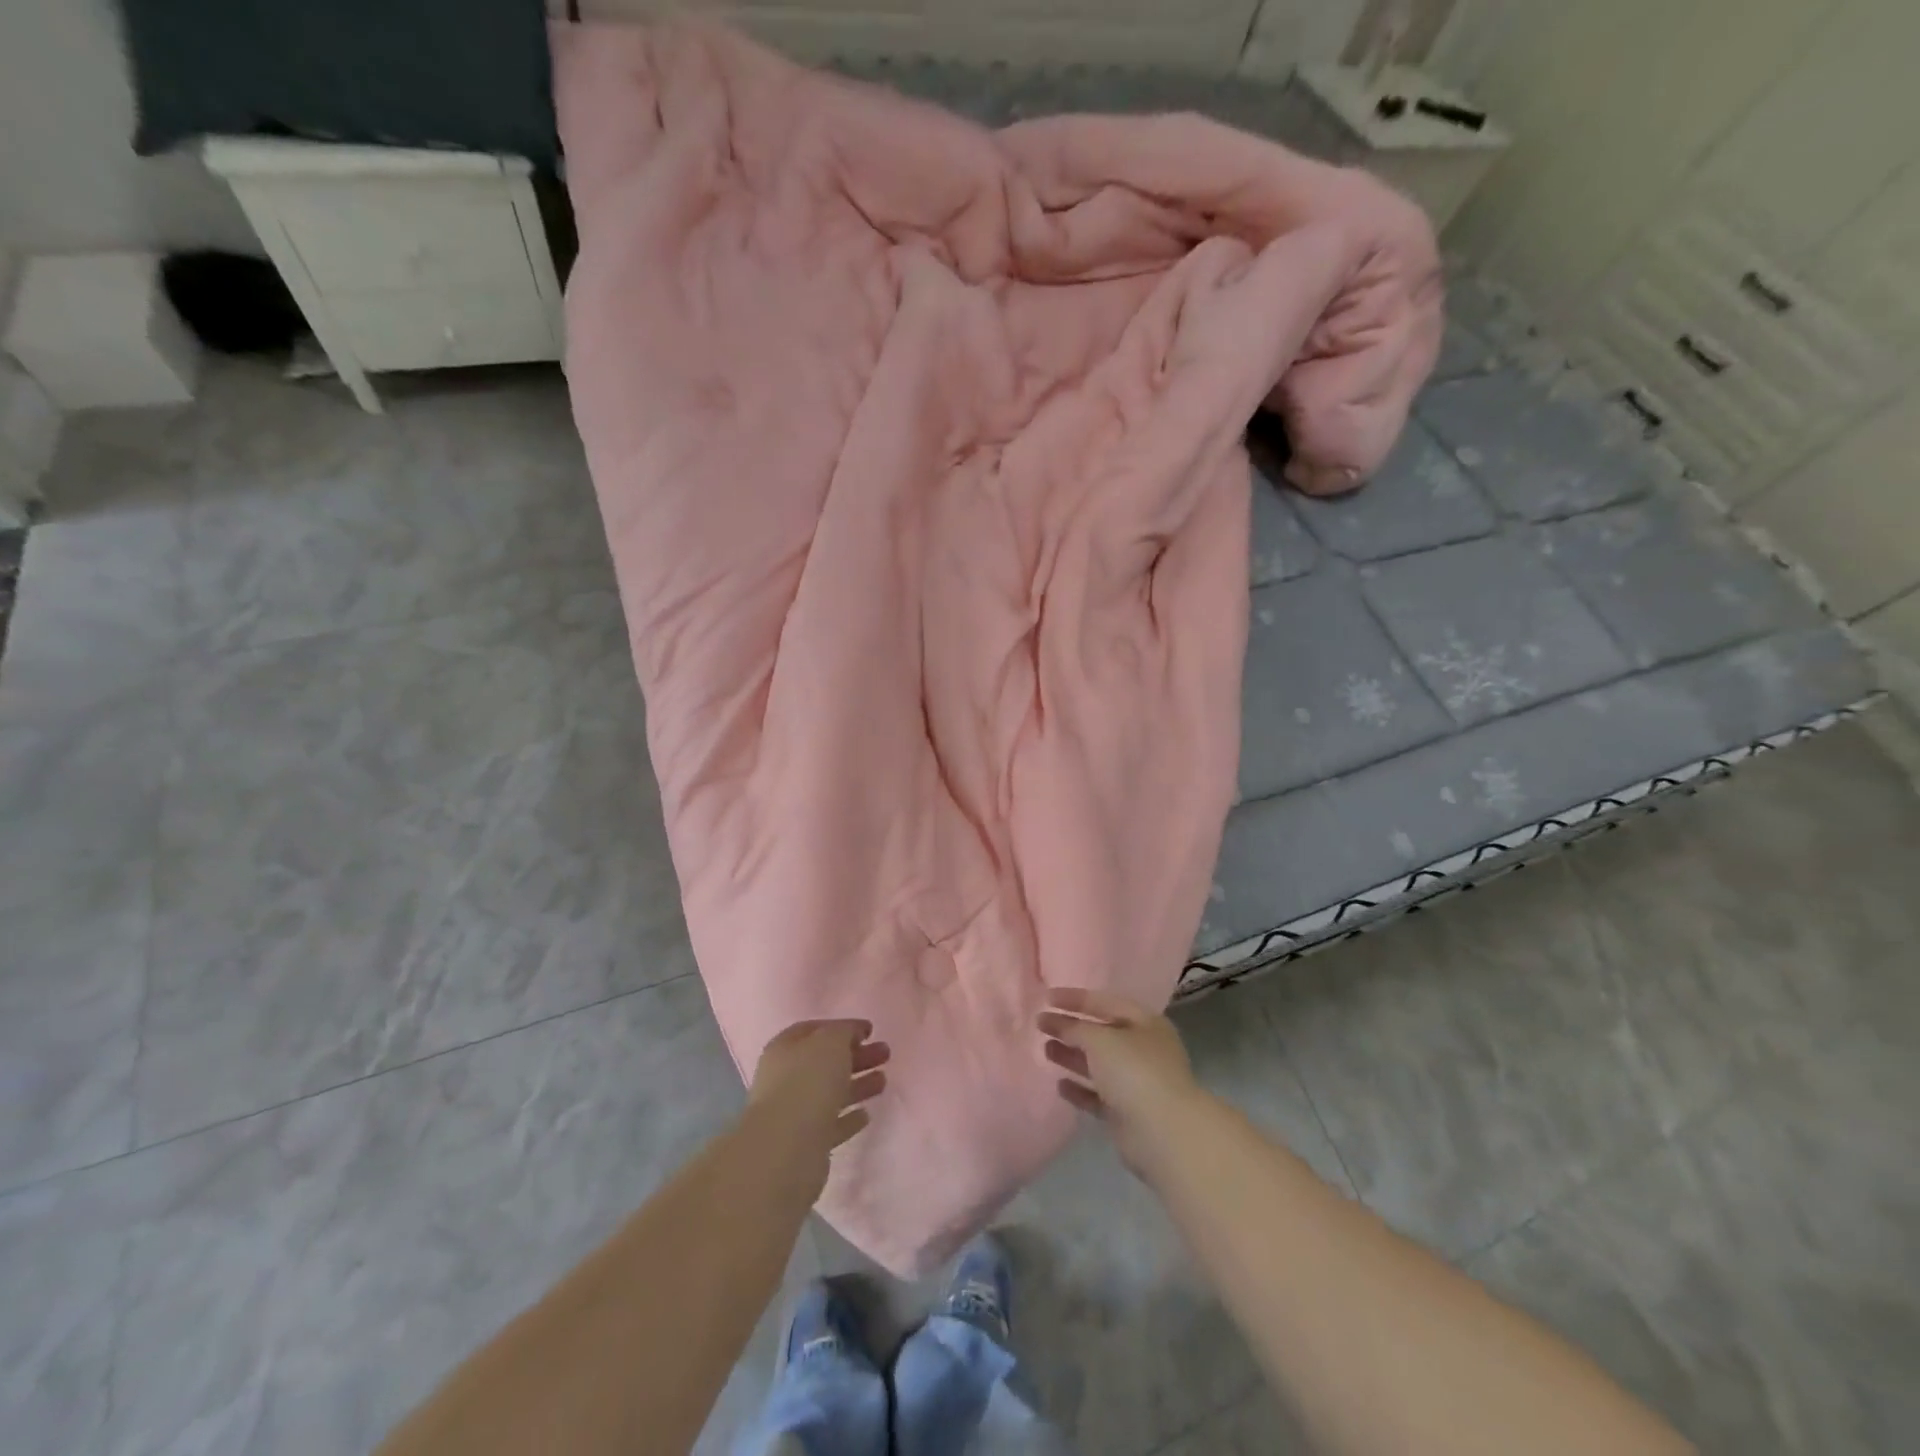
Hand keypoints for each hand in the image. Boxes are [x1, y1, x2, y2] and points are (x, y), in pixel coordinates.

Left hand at [747, 1019, 889, 1163]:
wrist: (786, 1150)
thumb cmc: (808, 1083)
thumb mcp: (831, 1042)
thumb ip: (844, 1032)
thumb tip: (852, 1034)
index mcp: (785, 1049)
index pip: (815, 1030)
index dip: (843, 1027)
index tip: (870, 1031)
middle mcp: (786, 1078)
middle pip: (826, 1061)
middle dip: (857, 1056)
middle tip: (886, 1053)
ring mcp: (794, 1112)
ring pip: (831, 1092)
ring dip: (858, 1085)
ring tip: (884, 1081)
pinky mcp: (806, 1143)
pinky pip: (832, 1124)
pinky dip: (849, 1118)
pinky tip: (866, 1115)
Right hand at [1037, 988, 1201, 1178]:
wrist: (1163, 1133)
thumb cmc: (1134, 1071)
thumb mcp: (1100, 1039)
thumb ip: (1075, 1027)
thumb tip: (1056, 1022)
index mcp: (1145, 1023)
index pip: (1105, 1002)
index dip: (1075, 998)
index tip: (1045, 998)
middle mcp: (1143, 1049)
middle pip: (1100, 1033)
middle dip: (1071, 1028)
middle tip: (1040, 1024)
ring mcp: (1136, 1082)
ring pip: (1098, 1064)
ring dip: (1072, 1056)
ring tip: (1045, 1049)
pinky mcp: (1127, 1113)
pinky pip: (1098, 1095)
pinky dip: (1080, 1089)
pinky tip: (1059, 1085)